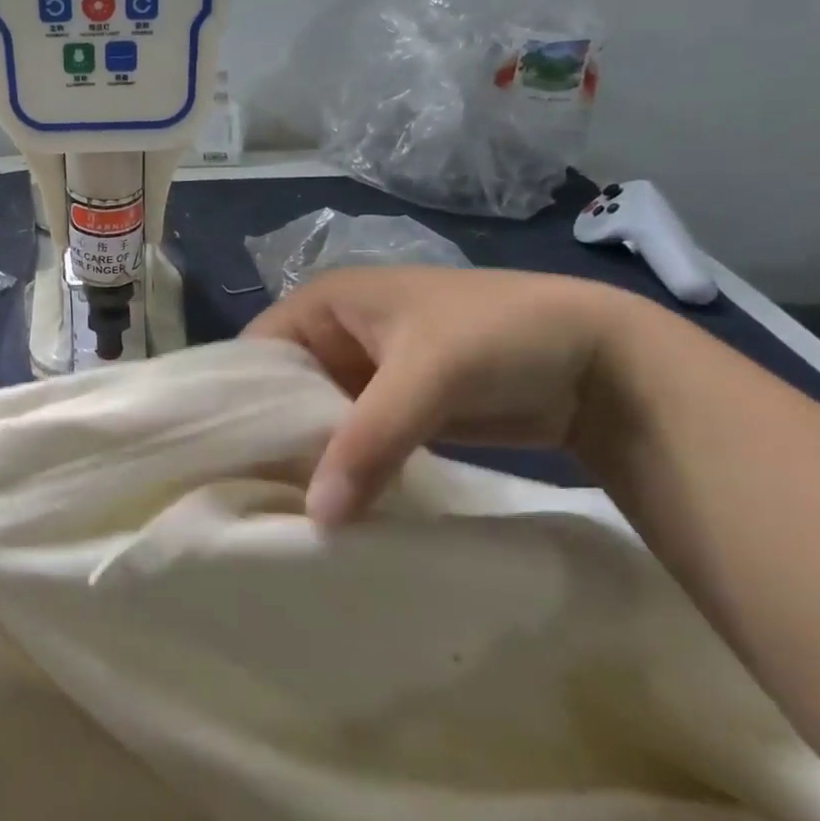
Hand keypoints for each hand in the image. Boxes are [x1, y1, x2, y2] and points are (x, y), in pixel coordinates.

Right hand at [246, 266, 631, 525]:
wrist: (598, 361)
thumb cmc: (498, 338)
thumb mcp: (428, 377)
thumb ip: (368, 442)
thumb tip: (318, 518)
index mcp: (324, 303)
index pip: (255, 350)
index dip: (236, 399)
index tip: (221, 460)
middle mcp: (334, 334)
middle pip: (280, 389)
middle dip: (268, 437)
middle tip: (246, 497)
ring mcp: (364, 374)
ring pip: (313, 418)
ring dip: (304, 459)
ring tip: (278, 512)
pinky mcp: (394, 409)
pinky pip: (349, 440)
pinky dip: (340, 469)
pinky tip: (326, 507)